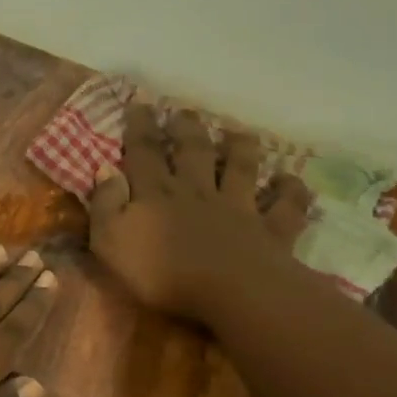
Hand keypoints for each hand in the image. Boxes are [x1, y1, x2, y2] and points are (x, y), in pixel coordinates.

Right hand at [89, 102, 313, 319]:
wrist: (228, 293)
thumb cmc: (159, 273)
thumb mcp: (110, 241)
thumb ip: (106, 204)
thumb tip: (106, 169)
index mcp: (156, 193)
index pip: (144, 152)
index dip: (140, 126)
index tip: (140, 103)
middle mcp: (197, 191)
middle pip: (193, 152)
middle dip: (187, 130)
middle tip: (185, 112)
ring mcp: (237, 208)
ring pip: (241, 169)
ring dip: (240, 149)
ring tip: (239, 132)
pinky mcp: (270, 231)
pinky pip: (284, 206)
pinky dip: (290, 191)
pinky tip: (290, 180)